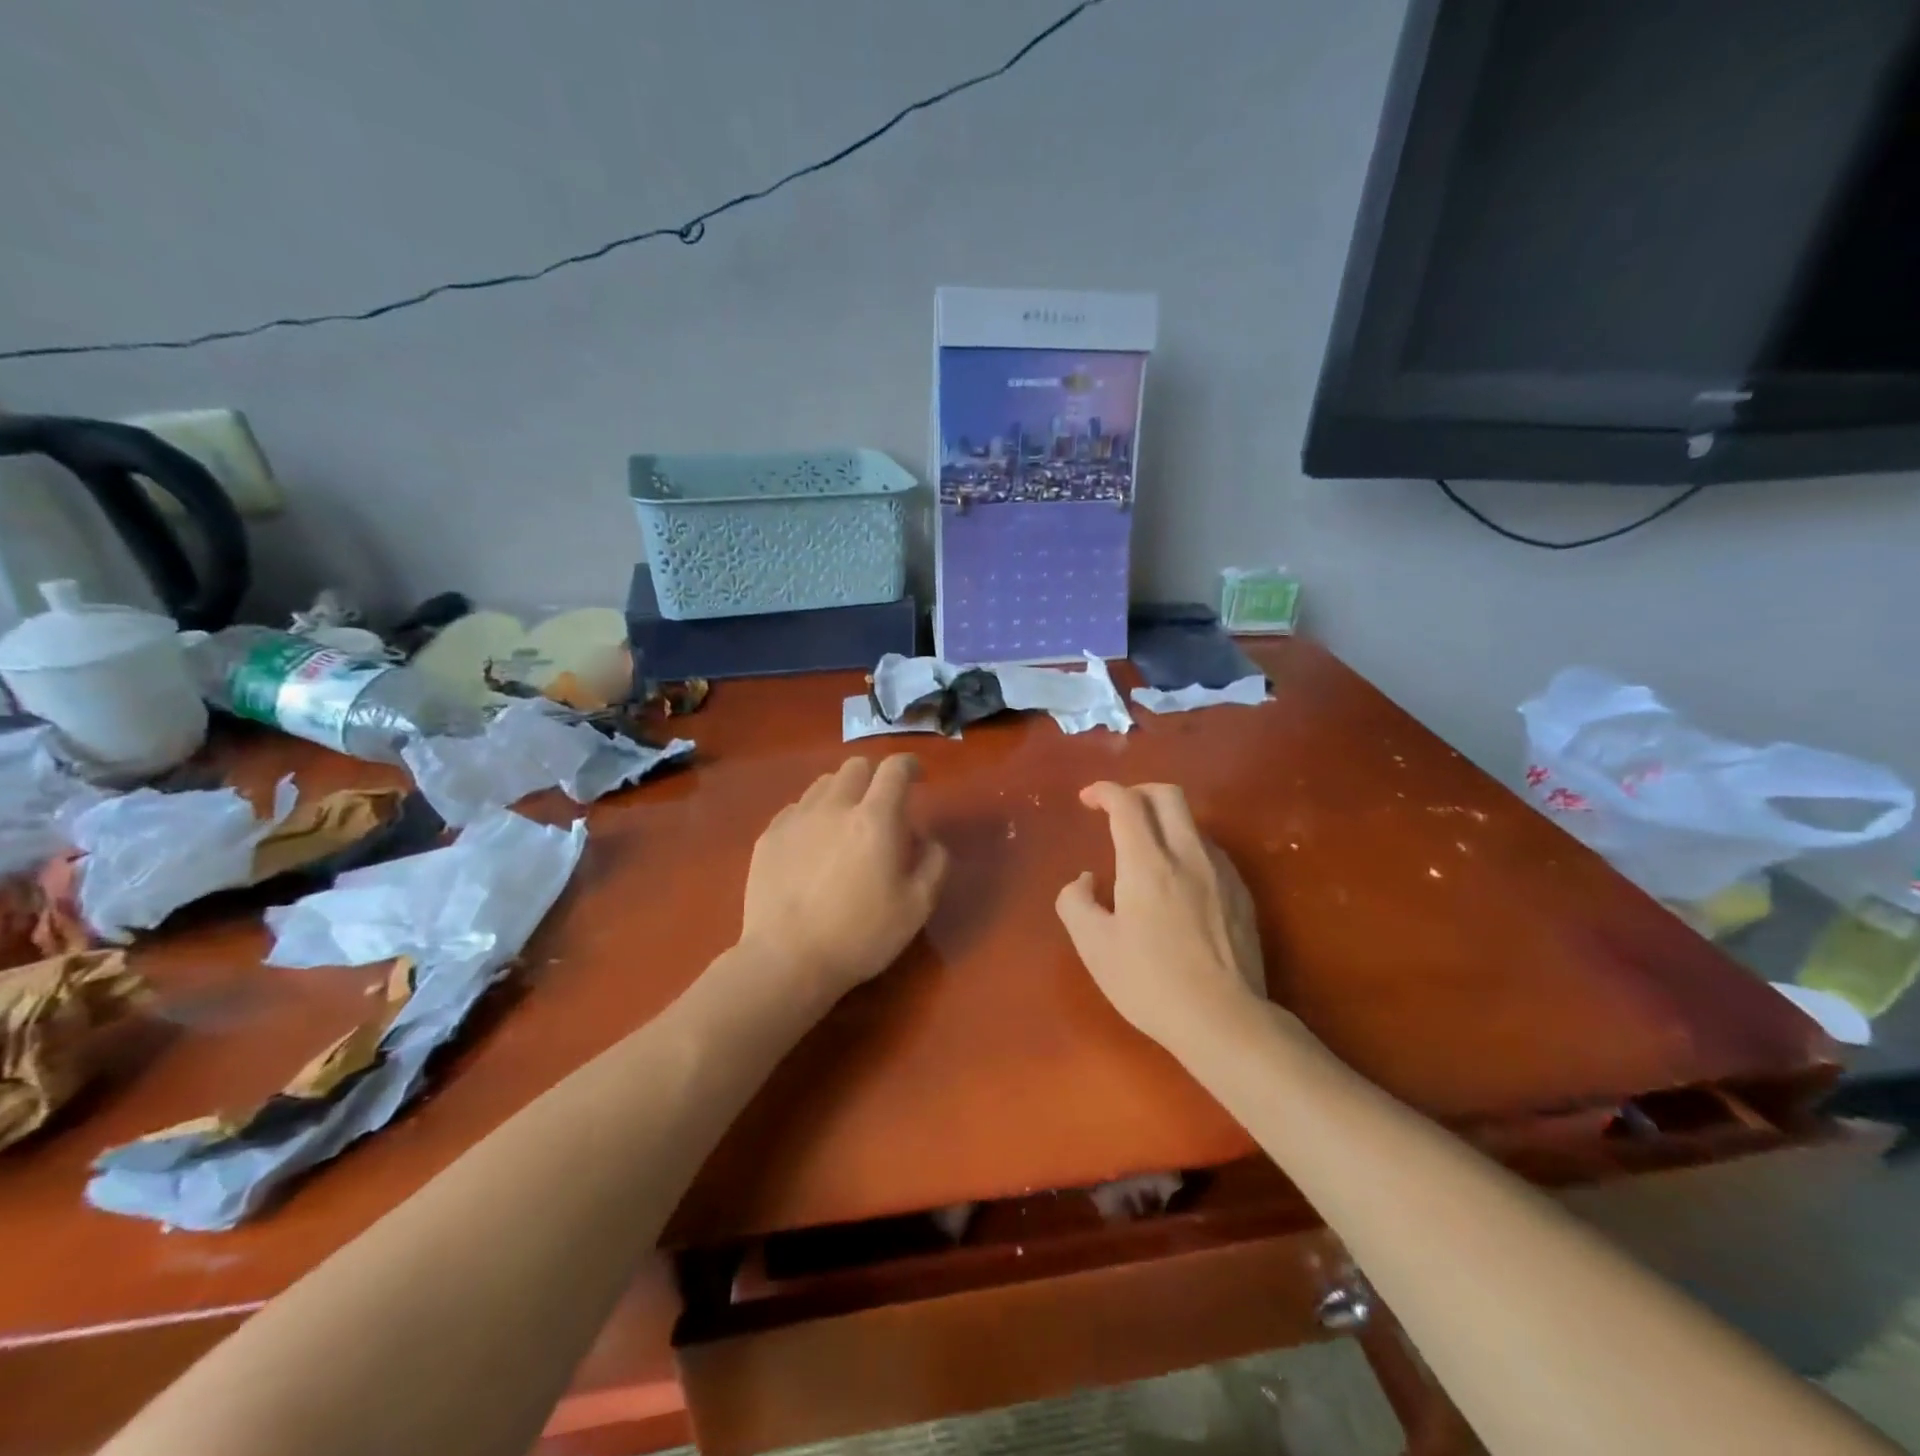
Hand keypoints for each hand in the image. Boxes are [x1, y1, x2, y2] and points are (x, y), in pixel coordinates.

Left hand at [739, 755, 949, 1003]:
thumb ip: (934, 864)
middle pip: (856, 766)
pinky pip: (797, 808)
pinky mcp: (769, 836)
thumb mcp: (917, 907)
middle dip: (875, 776)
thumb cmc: (860, 935)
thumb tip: (928, 839)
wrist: (786, 960)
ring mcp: (796, 818)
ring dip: (843, 792)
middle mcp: (834, 806)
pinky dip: (813, 814)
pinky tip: (813, 843)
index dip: (910, 765)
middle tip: (881, 804)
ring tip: (846, 821)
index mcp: (875, 819)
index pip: (894, 769)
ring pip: (823, 783)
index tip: (917, 776)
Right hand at [1056, 782, 1266, 1049]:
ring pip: (1192, 822)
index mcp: (1147, 863)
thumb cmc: (1150, 982)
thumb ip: (1075, 902)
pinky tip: (1177, 881)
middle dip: (1137, 792)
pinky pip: (1210, 851)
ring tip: (1145, 851)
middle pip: (1168, 795)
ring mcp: (1221, 872)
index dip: (1103, 791)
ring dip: (1164, 821)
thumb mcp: (1094, 947)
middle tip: (1117, 811)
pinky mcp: (1241, 893)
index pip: (1126, 803)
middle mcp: (1188, 854)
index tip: (1087, 799)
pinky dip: (1186, 847)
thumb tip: (1085, 880)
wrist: (1224, 1020)